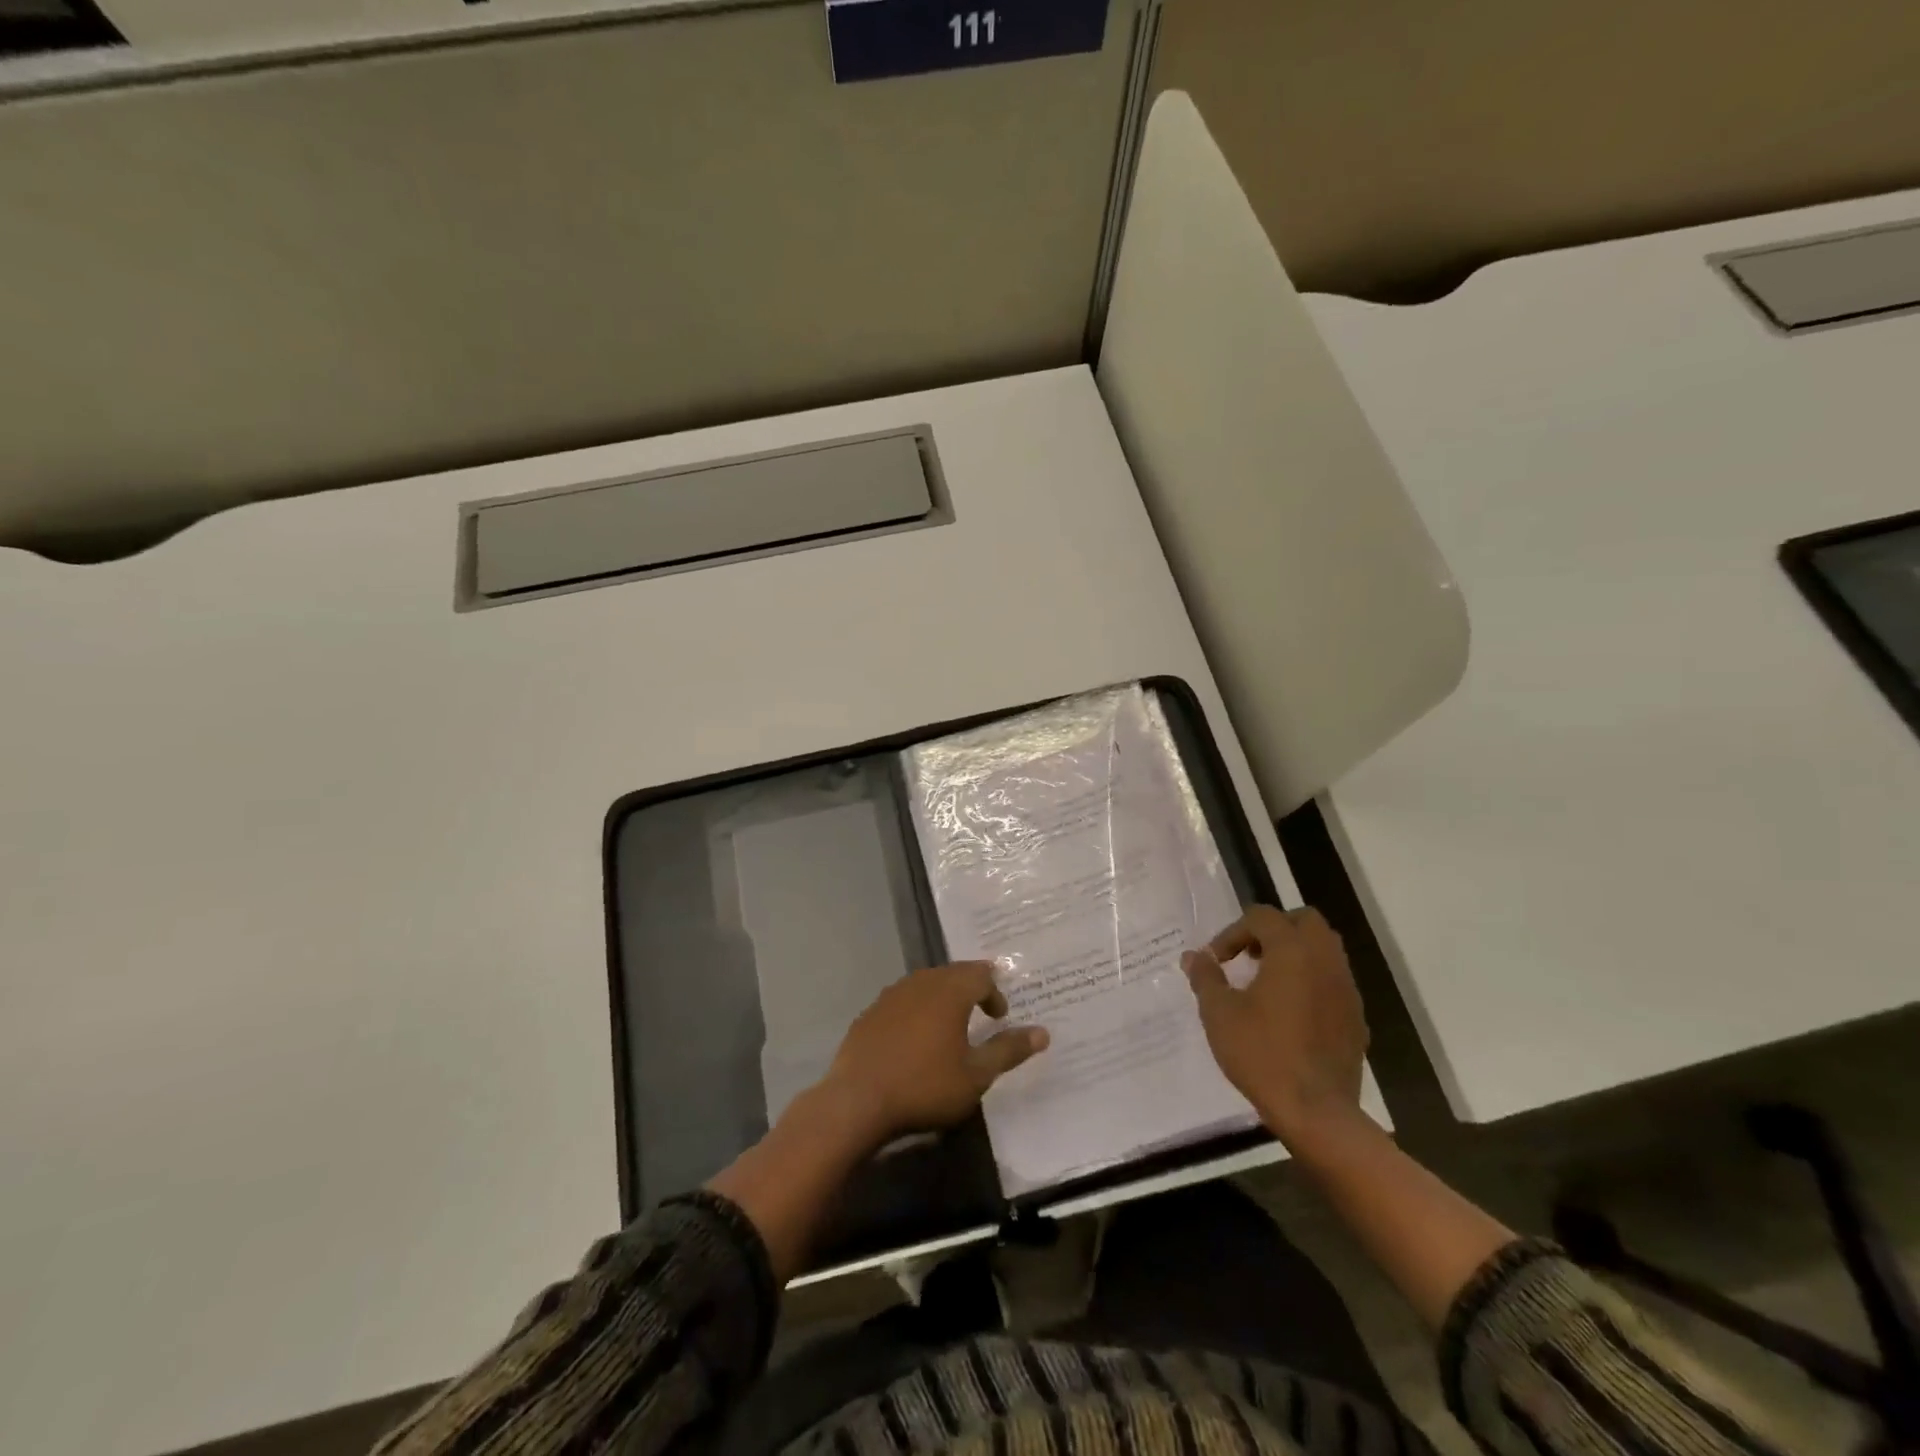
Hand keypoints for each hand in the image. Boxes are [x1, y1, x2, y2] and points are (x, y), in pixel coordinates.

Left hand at [824, 962, 1048, 1146]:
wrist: (858, 1100)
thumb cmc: (925, 1086)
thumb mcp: (976, 1075)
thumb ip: (1008, 1050)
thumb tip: (1042, 1033)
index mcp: (949, 990)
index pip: (981, 974)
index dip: (995, 992)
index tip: (1000, 1017)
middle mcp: (921, 982)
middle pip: (952, 974)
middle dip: (970, 989)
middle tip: (981, 1012)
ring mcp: (891, 995)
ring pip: (926, 985)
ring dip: (943, 999)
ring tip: (950, 1025)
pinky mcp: (870, 1012)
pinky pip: (902, 1001)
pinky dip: (917, 1011)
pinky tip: (915, 1039)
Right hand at [1182, 906, 1368, 1149]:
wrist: (1317, 1112)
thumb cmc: (1262, 1054)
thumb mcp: (1219, 1013)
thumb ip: (1205, 977)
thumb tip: (1194, 957)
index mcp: (1292, 951)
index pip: (1262, 917)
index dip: (1233, 932)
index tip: (1216, 961)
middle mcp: (1325, 961)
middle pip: (1304, 921)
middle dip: (1274, 930)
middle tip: (1249, 956)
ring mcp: (1346, 989)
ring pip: (1324, 949)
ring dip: (1295, 953)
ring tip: (1266, 982)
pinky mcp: (1356, 1017)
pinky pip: (1333, 981)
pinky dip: (1311, 981)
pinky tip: (1290, 1012)